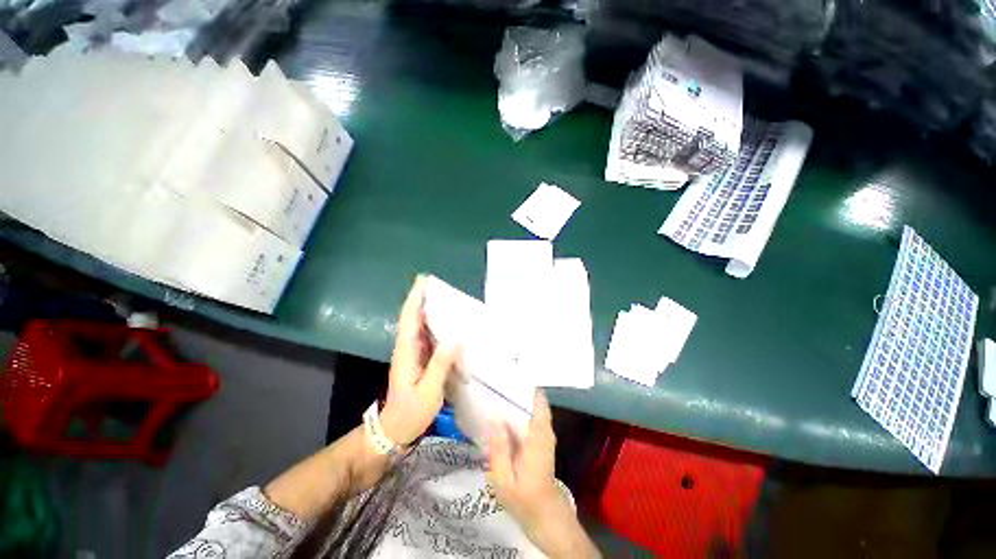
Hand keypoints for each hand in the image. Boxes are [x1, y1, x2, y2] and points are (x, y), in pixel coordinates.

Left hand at [381, 275, 456, 446]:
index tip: (423, 280)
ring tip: (446, 298)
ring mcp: (412, 354)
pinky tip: (448, 324)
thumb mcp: (428, 391)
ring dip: (429, 309)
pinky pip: (427, 336)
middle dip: (422, 298)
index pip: (409, 318)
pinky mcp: (419, 360)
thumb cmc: (410, 412)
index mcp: (406, 352)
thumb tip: (455, 338)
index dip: (415, 298)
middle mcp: (407, 348)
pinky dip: (435, 325)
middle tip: (438, 284)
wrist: (394, 431)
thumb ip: (440, 364)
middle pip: (413, 317)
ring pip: (419, 325)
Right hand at [488, 391, 599, 557]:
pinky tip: (502, 410)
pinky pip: (530, 417)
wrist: (544, 516)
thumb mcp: (504, 479)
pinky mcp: (540, 440)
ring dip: (517, 397)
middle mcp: (544, 430)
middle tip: (496, 379)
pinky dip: (518, 410)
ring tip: (496, 389)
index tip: (508, 373)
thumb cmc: (523, 499)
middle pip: (534, 400)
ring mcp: (544, 435)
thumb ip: (499, 447)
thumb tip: (494, 415)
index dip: (526, 384)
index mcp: (538, 436)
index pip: (538, 401)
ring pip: (532, 407)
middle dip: (517, 388)